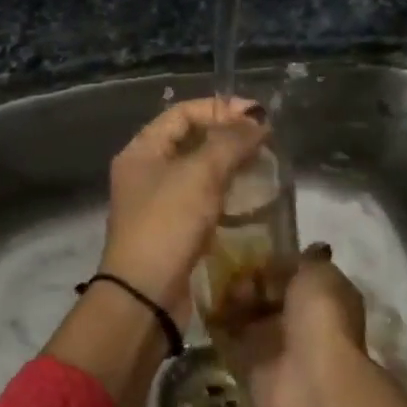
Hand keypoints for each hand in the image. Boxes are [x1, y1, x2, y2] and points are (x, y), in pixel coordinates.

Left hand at [98, 96, 268, 321]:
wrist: (145, 297)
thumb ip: (229, 142)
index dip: (219, 108)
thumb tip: (258, 121)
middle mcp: (146, 171)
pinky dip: (225, 194)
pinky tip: (251, 199)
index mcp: (142, 150)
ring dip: (229, 165)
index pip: (182, 113)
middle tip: (265, 141)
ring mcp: (158, 202)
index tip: (257, 115)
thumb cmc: (167, 225)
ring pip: (198, 171)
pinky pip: (202, 199)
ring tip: (264, 166)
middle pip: (190, 140)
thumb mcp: (200, 175)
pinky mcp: (173, 230)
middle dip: (228, 136)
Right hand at [222, 245, 367, 406]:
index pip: (290, 273)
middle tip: (232, 275)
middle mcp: (298, 320)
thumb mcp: (317, 273)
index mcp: (320, 297)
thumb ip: (298, 260)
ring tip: (220, 292)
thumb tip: (283, 257)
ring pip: (244, 313)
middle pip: (263, 293)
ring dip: (230, 300)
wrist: (312, 380)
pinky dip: (214, 324)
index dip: (271, 263)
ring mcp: (273, 344)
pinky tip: (205, 306)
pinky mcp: (248, 364)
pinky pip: (226, 338)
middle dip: (246, 281)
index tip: (250, 254)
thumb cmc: (321, 318)